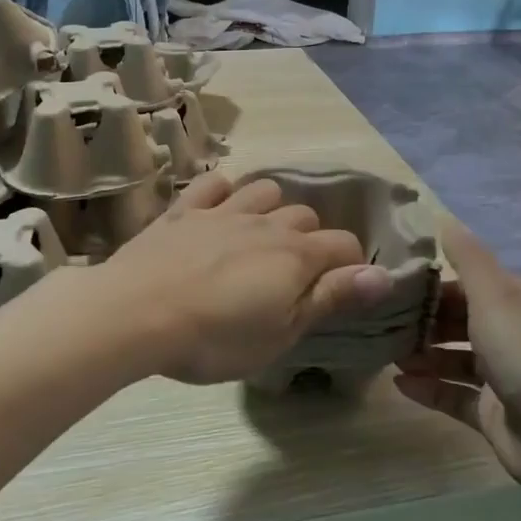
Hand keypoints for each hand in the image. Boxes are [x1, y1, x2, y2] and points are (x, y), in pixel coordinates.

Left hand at [100, 173, 392, 383]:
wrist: (136, 313)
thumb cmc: (215, 337)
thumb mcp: (282, 332)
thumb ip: (332, 298)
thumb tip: (384, 275)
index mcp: (295, 255)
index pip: (344, 245)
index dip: (350, 265)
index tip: (339, 289)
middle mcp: (265, 223)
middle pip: (305, 216)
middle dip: (309, 240)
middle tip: (292, 275)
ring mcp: (222, 211)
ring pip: (263, 190)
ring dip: (271, 208)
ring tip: (260, 237)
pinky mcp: (183, 210)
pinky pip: (212, 184)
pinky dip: (222, 192)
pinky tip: (218, 210)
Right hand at [396, 218, 520, 496]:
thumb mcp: (495, 295)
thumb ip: (468, 258)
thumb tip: (443, 218)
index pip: (469, 284)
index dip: (433, 284)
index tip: (392, 284)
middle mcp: (515, 335)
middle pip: (460, 321)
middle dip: (423, 321)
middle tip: (381, 321)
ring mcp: (506, 377)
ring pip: (455, 359)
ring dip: (423, 355)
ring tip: (386, 354)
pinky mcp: (495, 414)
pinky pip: (454, 396)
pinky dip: (429, 389)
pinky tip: (399, 384)